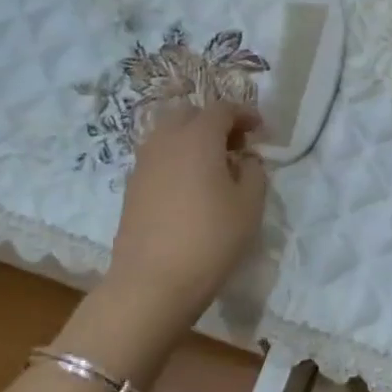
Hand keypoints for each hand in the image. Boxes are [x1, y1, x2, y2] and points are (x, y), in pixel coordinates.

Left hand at [107, 102, 267, 332]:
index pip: (222, 109)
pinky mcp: (131, 187)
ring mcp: (143, 163)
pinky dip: (176, 160)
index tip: (260, 130)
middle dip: (214, 122)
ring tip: (212, 167)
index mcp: (197, 137)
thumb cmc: (211, 239)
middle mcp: (165, 141)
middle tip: (235, 146)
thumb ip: (254, 172)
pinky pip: (157, 158)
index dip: (244, 114)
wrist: (152, 281)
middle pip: (189, 114)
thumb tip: (245, 160)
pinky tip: (190, 188)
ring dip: (191, 140)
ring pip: (168, 134)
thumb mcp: (250, 205)